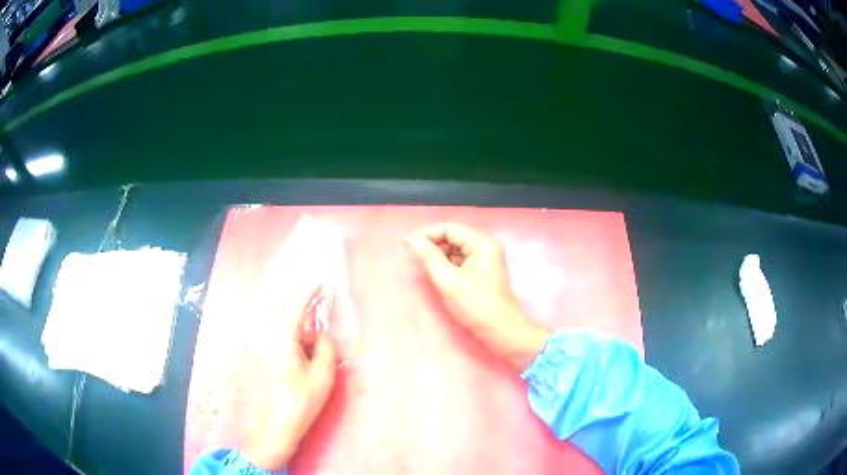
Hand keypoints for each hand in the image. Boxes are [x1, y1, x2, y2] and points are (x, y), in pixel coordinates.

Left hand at [240, 282, 336, 470]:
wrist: (279, 420)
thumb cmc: (302, 398)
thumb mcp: (323, 374)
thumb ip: (326, 348)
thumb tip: (323, 335)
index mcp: (283, 337)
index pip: (296, 306)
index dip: (309, 291)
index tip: (322, 281)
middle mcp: (269, 336)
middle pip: (283, 308)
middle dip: (301, 298)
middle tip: (319, 295)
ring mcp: (264, 345)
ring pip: (279, 319)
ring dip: (295, 312)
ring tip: (313, 315)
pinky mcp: (265, 354)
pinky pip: (278, 330)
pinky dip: (291, 325)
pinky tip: (302, 336)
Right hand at [405, 223, 550, 370]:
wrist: (500, 330)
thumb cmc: (475, 304)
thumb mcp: (447, 280)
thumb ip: (428, 256)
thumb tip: (410, 239)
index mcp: (481, 243)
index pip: (449, 228)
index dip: (427, 234)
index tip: (406, 245)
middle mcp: (485, 246)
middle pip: (453, 237)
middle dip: (432, 245)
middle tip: (412, 256)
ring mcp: (485, 260)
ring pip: (455, 250)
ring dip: (438, 255)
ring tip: (422, 266)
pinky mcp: (482, 272)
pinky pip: (460, 261)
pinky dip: (447, 265)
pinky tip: (436, 274)